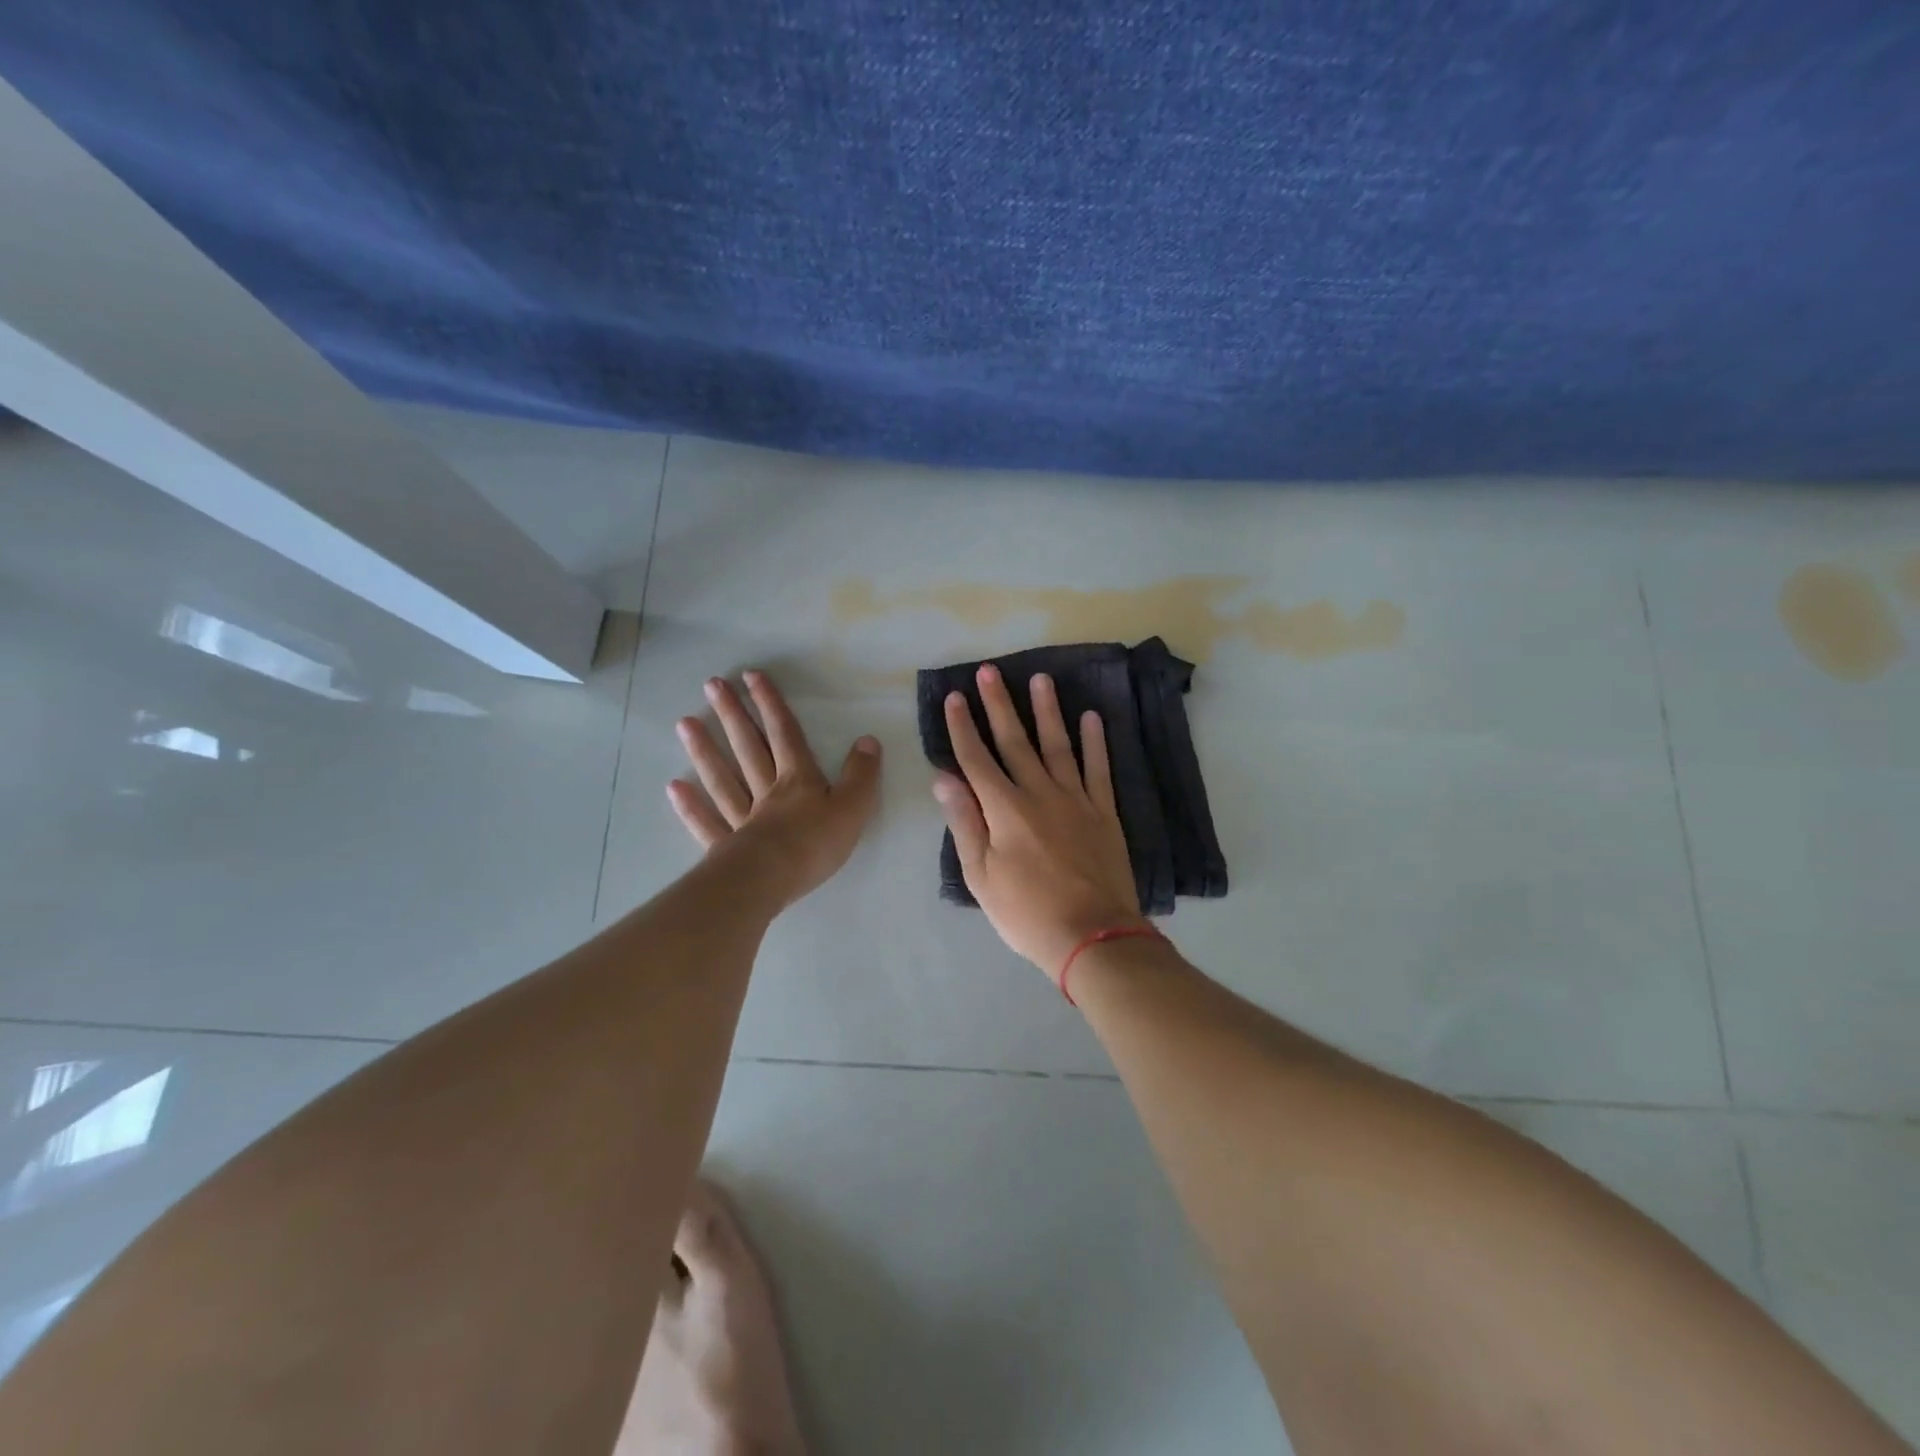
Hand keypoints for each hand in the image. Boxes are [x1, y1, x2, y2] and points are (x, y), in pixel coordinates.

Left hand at [668, 671, 881, 907]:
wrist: (771, 880)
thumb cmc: (814, 844)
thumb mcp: (852, 807)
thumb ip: (861, 775)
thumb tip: (868, 740)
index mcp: (798, 780)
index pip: (785, 734)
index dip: (771, 704)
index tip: (751, 676)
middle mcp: (766, 791)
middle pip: (748, 748)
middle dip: (733, 715)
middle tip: (712, 685)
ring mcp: (742, 819)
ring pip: (722, 778)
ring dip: (705, 750)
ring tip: (684, 723)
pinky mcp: (726, 847)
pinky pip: (707, 822)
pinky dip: (691, 805)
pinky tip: (675, 787)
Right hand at [932, 664, 1146, 980]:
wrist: (1092, 936)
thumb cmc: (1026, 912)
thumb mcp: (980, 875)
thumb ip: (964, 822)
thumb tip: (944, 777)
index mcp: (1004, 809)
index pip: (976, 759)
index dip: (963, 727)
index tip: (955, 697)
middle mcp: (1039, 793)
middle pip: (1015, 742)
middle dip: (999, 705)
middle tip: (990, 671)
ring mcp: (1076, 800)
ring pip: (1058, 745)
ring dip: (1048, 711)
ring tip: (1041, 678)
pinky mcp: (1103, 812)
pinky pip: (1099, 769)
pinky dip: (1095, 742)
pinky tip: (1092, 718)